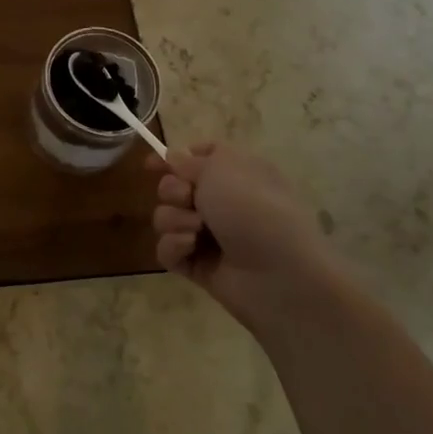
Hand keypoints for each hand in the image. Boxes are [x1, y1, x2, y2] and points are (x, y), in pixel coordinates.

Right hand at [150, 143, 337, 323]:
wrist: (281, 276)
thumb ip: (188, 161)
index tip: (152, 164)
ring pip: (166, 218)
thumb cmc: (255, 210)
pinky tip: (190, 249)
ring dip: (174, 220)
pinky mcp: (198, 265)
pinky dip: (174, 246)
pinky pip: (167, 249)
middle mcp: (223, 203)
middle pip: (173, 187)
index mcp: (236, 174)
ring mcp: (210, 236)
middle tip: (188, 199)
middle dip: (172, 191)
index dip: (174, 159)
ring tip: (197, 232)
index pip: (199, 158)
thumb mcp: (221, 168)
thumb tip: (171, 157)